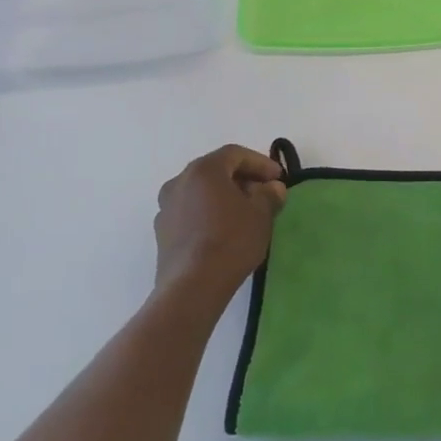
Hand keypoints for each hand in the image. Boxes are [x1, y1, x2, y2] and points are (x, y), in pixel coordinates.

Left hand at [153, 145, 287, 310]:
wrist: (192, 286)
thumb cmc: (231, 240)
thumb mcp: (261, 214)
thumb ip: (269, 194)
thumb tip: (272, 188)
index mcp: (203, 170)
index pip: (235, 154)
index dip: (260, 163)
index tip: (278, 178)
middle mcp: (179, 182)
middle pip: (216, 171)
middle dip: (243, 179)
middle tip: (264, 193)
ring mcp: (166, 208)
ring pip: (201, 192)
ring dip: (224, 197)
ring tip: (245, 214)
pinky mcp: (162, 232)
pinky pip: (190, 212)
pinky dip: (209, 213)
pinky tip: (224, 231)